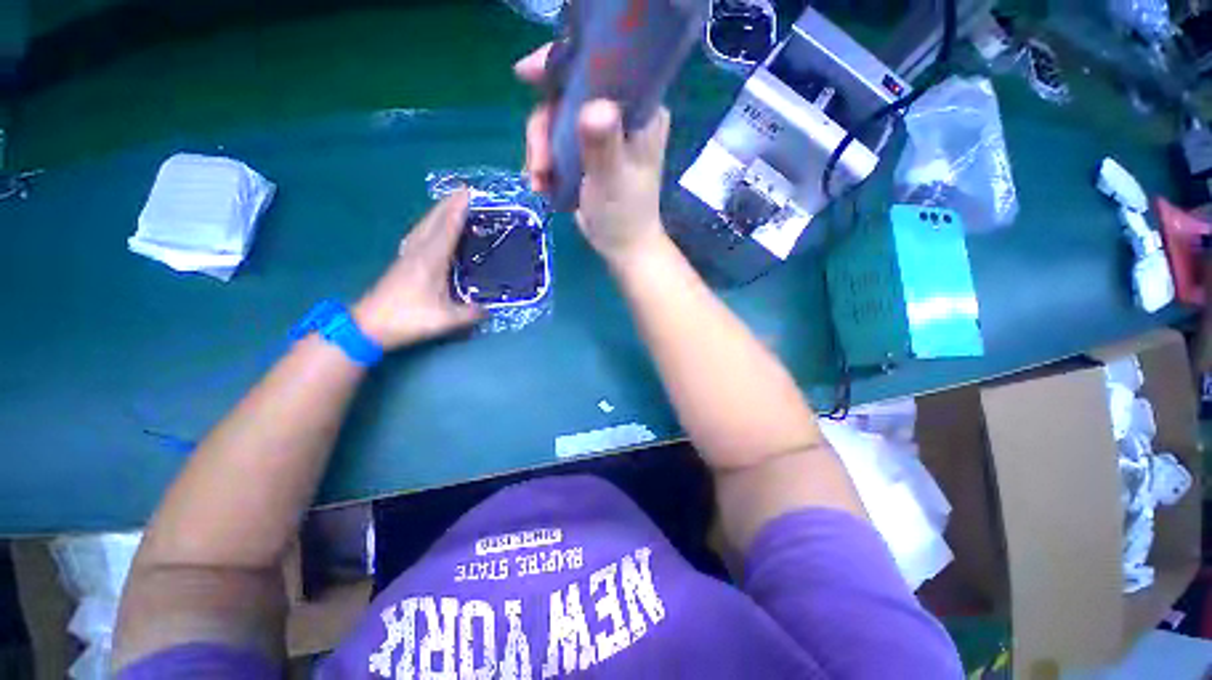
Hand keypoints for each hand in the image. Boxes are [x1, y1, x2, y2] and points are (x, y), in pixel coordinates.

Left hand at [354, 190, 483, 349]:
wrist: (368, 325)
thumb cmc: (407, 318)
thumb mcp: (446, 320)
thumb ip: (471, 313)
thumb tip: (490, 310)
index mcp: (430, 260)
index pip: (447, 229)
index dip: (458, 210)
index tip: (468, 193)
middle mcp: (418, 252)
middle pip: (433, 221)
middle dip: (448, 204)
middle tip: (462, 191)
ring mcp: (408, 256)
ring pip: (424, 226)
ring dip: (438, 212)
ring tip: (450, 204)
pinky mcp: (402, 263)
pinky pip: (419, 235)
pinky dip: (430, 225)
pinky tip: (432, 229)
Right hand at [515, 45, 671, 265]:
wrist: (622, 246)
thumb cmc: (624, 216)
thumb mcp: (612, 180)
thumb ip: (603, 145)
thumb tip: (592, 107)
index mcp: (640, 111)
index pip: (601, 67)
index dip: (562, 65)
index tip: (526, 75)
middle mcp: (621, 113)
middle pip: (568, 95)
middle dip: (544, 129)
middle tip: (538, 166)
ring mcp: (602, 132)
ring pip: (556, 120)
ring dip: (540, 151)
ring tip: (539, 182)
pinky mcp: (587, 150)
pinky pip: (555, 141)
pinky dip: (544, 161)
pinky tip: (541, 184)